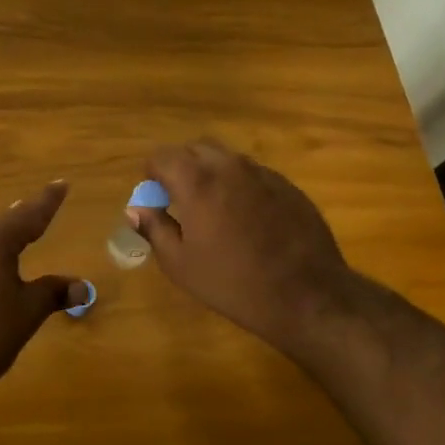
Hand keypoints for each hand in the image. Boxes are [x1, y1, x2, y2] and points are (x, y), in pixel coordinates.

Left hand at [0, 181, 84, 405]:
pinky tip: (0, 261)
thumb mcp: (28, 310)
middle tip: (45, 205)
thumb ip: (54, 293)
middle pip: (6, 222)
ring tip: (25, 229)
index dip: (48, 201)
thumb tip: (82, 287)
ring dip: (7, 234)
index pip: (30, 213)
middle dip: (26, 215)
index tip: (62, 184)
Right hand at [128, 141, 357, 360]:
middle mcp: (230, 167)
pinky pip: (254, 175)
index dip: (152, 174)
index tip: (155, 198)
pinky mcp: (289, 187)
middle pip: (196, 148)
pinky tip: (247, 221)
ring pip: (227, 159)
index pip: (162, 156)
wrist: (306, 296)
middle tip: (180, 200)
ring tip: (214, 211)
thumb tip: (137, 209)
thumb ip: (154, 228)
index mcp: (197, 182)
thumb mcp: (180, 264)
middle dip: (182, 167)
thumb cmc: (232, 283)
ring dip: (212, 174)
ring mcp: (264, 174)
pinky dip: (240, 187)